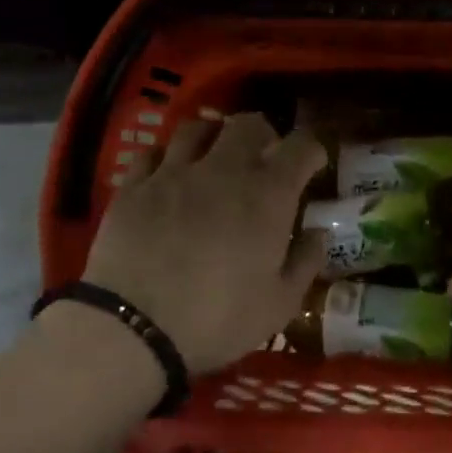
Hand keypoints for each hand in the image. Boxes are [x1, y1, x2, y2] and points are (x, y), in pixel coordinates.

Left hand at [80, 114, 326, 373]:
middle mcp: (224, 170)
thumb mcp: (280, 304)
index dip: (312, 149)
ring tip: (215, 156)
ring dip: (214, 136)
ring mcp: (174, 173)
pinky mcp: (134, 186)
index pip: (301, 147)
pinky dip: (169, 156)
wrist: (135, 328)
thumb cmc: (219, 319)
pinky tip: (170, 174)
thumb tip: (317, 232)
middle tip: (264, 157)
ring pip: (197, 128)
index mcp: (268, 195)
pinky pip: (153, 152)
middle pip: (248, 124)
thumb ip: (305, 262)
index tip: (314, 163)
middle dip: (263, 134)